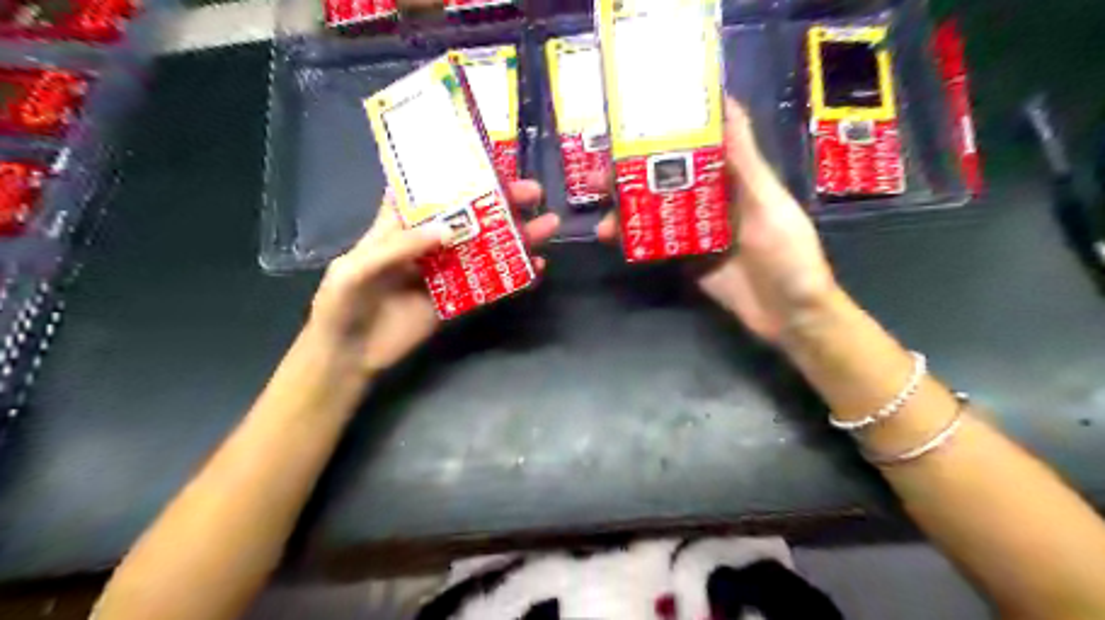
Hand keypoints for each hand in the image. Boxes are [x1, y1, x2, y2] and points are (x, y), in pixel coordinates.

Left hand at [309, 182, 560, 374]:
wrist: (349, 356)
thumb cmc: (341, 304)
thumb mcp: (356, 268)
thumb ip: (398, 247)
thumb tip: (449, 229)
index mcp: (398, 226)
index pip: (428, 191)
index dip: (454, 174)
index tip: (487, 160)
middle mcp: (426, 244)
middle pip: (467, 217)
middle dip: (499, 203)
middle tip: (532, 192)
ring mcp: (444, 272)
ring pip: (484, 249)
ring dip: (514, 237)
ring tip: (546, 225)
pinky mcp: (455, 300)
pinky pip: (488, 286)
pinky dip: (512, 277)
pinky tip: (535, 268)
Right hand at [601, 100, 833, 343]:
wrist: (790, 315)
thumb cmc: (789, 254)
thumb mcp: (769, 203)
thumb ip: (743, 161)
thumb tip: (726, 101)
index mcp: (734, 177)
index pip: (696, 144)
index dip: (665, 131)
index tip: (632, 121)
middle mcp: (711, 199)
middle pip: (666, 179)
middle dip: (632, 176)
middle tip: (599, 177)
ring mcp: (697, 230)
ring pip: (656, 211)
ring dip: (627, 211)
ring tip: (601, 215)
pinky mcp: (688, 259)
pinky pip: (657, 244)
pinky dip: (635, 240)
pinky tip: (613, 239)